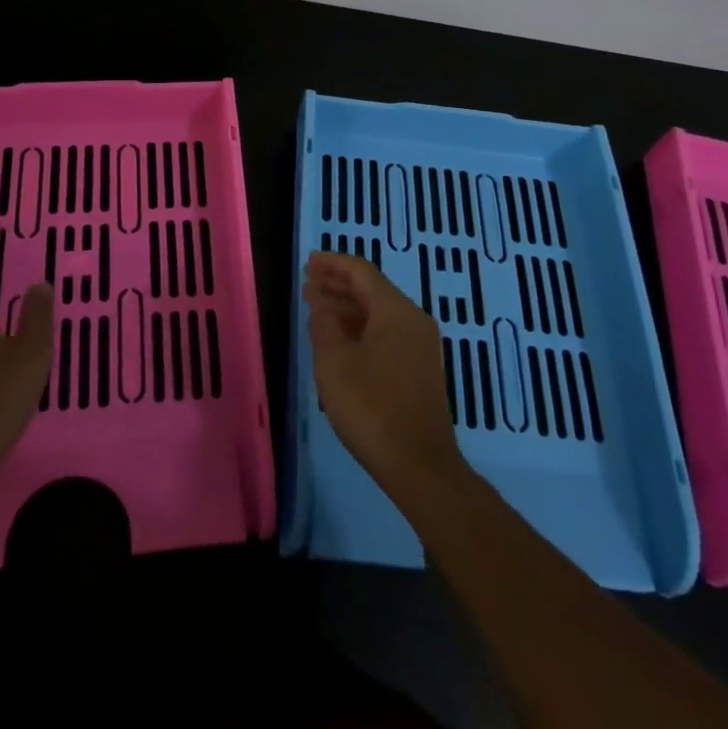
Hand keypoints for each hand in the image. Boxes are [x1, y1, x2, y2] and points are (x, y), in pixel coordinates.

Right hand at [304, 251, 466, 497]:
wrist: (419, 466)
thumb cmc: (371, 407)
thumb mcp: (334, 362)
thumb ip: (324, 323)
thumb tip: (321, 301)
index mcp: (396, 311)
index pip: (361, 271)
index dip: (333, 263)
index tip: (308, 262)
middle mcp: (413, 320)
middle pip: (372, 289)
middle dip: (338, 285)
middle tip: (308, 285)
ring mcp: (420, 346)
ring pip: (379, 313)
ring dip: (347, 308)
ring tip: (316, 309)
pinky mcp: (419, 369)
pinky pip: (386, 333)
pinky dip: (361, 328)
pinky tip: (339, 339)